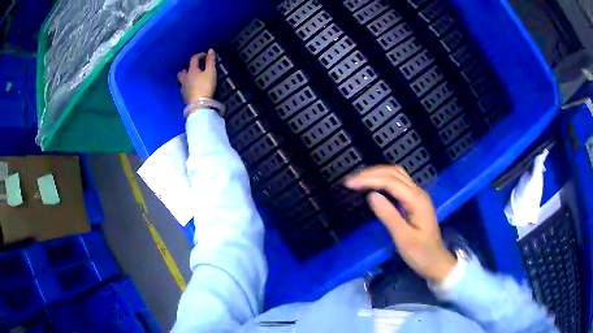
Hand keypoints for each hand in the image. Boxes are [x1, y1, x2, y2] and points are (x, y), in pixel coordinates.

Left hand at [178, 49, 216, 103]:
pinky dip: (187, 86)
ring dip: (186, 78)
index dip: (200, 55)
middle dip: (188, 68)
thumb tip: (210, 50)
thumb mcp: (211, 72)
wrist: (199, 105)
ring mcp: (183, 88)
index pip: (193, 59)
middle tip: (195, 68)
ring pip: (182, 80)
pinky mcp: (184, 97)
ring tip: (192, 79)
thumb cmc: (205, 86)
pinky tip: (192, 89)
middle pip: (183, 71)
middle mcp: (185, 78)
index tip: (206, 55)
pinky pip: (184, 89)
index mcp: (191, 71)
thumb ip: (211, 61)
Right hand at [345, 165, 455, 283]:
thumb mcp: (403, 238)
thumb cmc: (420, 254)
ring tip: (358, 180)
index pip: (390, 182)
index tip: (349, 184)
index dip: (369, 180)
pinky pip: (398, 183)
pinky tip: (374, 185)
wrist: (436, 262)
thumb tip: (370, 195)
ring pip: (396, 175)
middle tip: (350, 181)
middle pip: (393, 173)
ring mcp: (417, 196)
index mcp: (416, 200)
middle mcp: (418, 193)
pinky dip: (383, 180)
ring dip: (377, 174)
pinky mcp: (414, 201)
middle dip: (371, 173)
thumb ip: (388, 216)